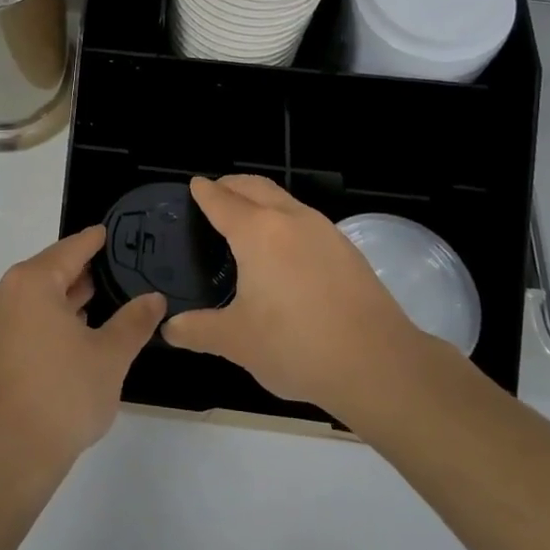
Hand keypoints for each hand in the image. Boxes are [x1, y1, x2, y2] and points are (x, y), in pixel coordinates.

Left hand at [0, 227, 165, 496]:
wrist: (6, 458)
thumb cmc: (62, 396)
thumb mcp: (110, 356)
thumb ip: (134, 321)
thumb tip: (155, 298)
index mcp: (30, 282)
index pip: (70, 250)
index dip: (94, 241)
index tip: (109, 232)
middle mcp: (2, 293)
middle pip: (49, 272)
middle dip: (81, 274)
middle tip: (115, 272)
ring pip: (34, 299)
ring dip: (64, 301)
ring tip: (99, 304)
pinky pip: (21, 321)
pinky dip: (46, 321)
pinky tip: (72, 336)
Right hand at [163, 176, 422, 415]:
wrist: (379, 364)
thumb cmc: (296, 346)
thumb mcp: (237, 341)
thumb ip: (198, 330)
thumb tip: (170, 329)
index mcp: (257, 233)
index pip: (222, 200)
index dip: (204, 192)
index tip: (194, 185)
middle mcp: (290, 220)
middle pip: (255, 187)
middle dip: (232, 184)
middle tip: (215, 191)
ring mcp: (324, 231)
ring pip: (284, 200)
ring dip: (261, 198)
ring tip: (246, 217)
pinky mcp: (347, 249)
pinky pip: (305, 219)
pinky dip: (285, 218)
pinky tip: (284, 248)